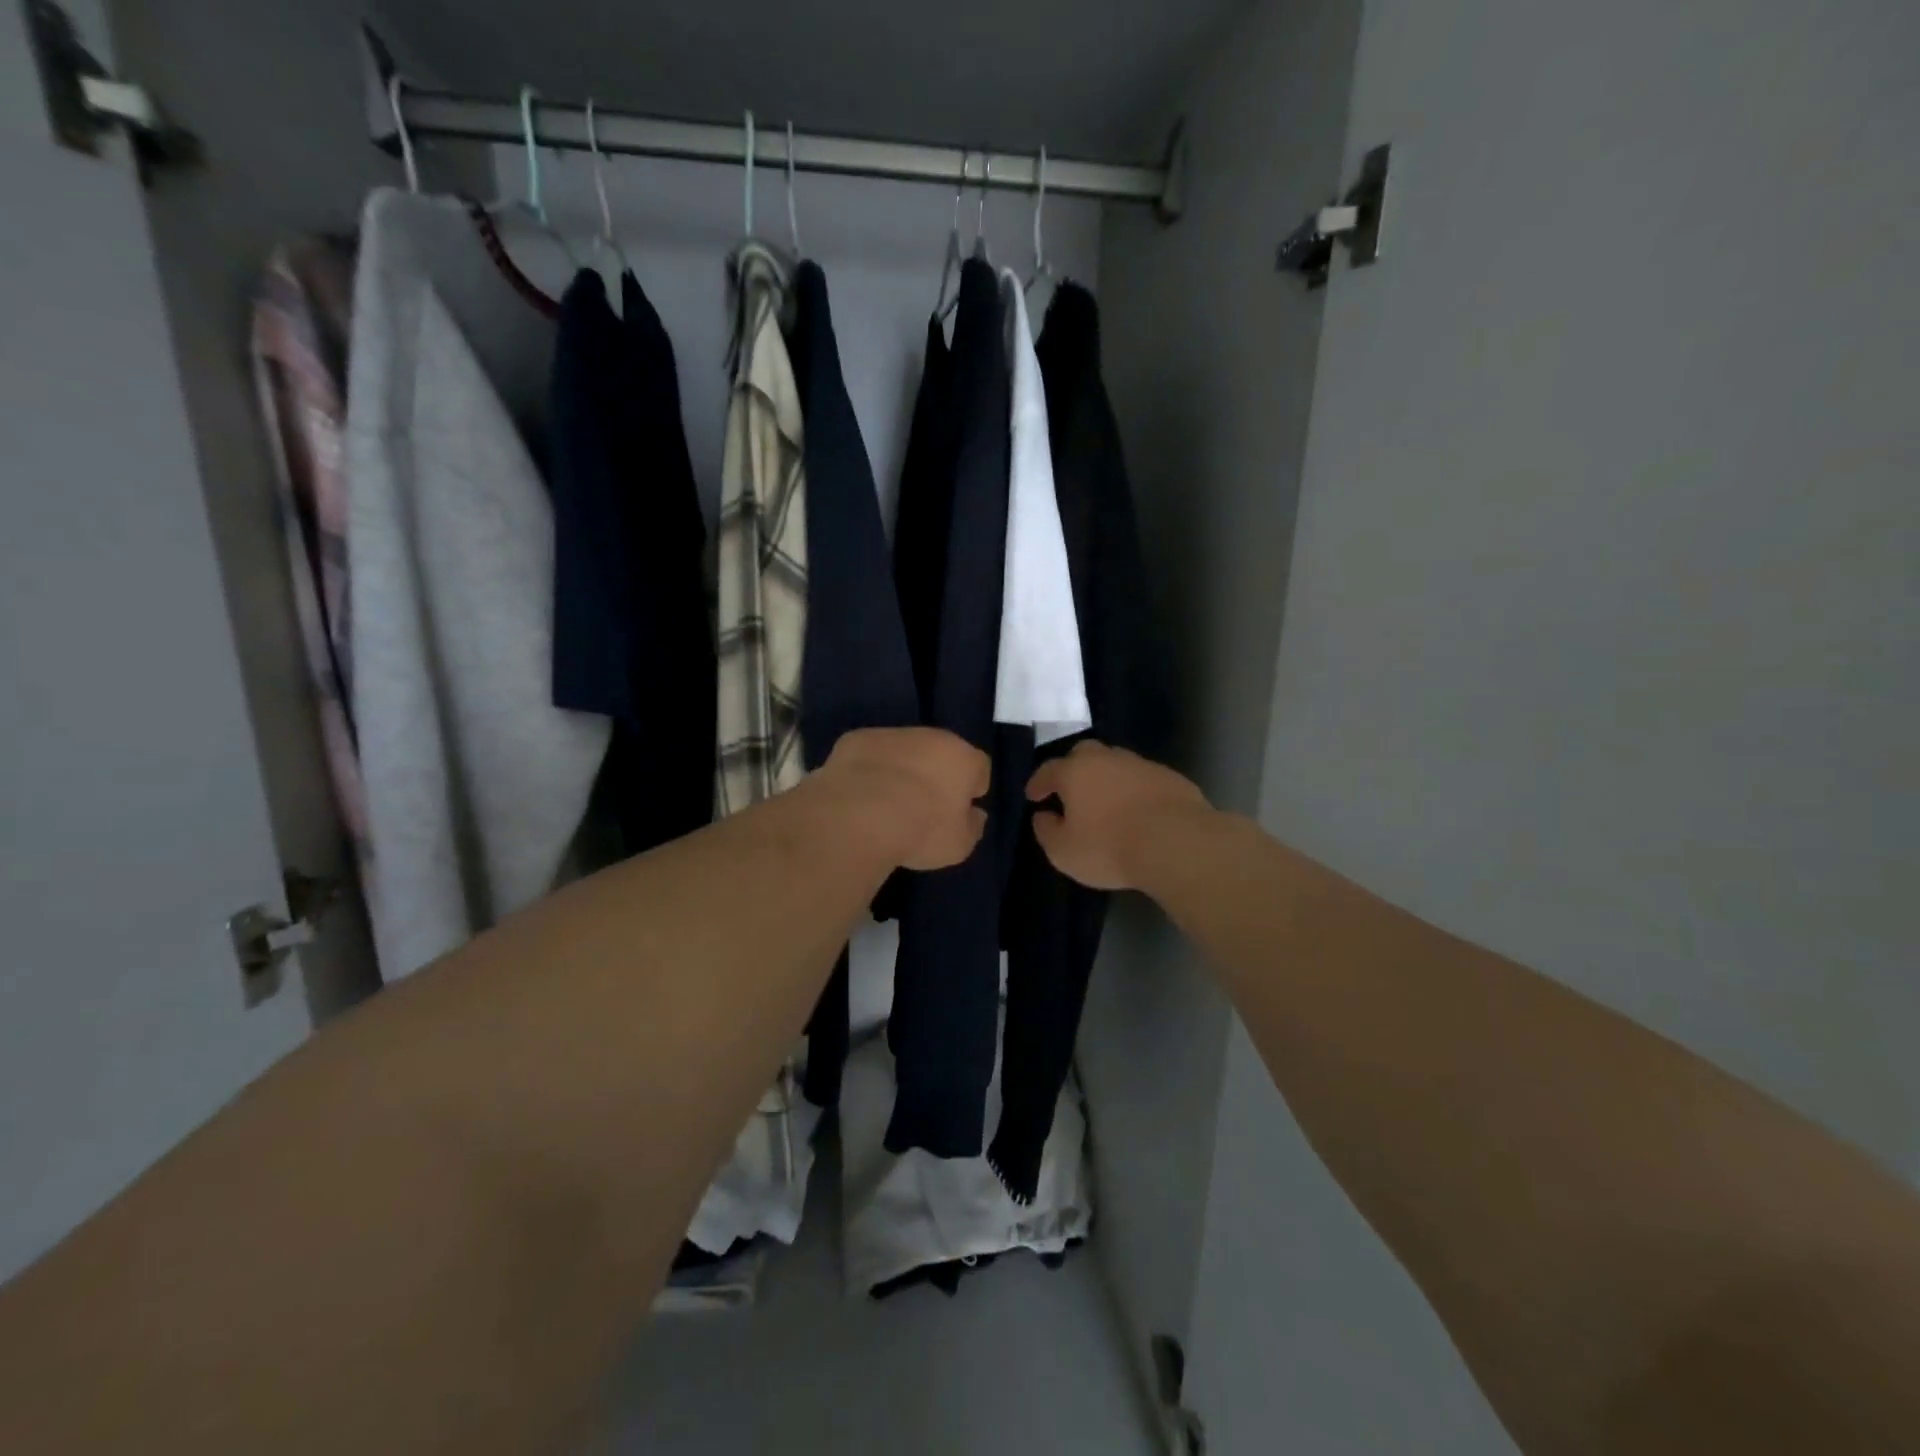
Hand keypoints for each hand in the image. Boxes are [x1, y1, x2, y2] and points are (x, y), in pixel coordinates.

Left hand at [816, 727, 989, 871]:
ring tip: (886, 803)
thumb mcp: (959, 845)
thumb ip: (972, 826)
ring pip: (904, 750)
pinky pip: (870, 754)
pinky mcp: (856, 739)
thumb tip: (974, 814)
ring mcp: (891, 734)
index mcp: (962, 757)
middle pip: (940, 752)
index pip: (979, 768)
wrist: (858, 817)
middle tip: (923, 807)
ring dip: (901, 769)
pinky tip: (859, 795)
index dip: (971, 790)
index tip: (958, 812)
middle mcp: (930, 736)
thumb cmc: (920, 831)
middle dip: (935, 774)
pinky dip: (868, 769)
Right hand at [1026, 742, 1210, 890]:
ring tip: (1105, 802)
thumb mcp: (1064, 851)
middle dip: (1073, 769)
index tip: (1033, 796)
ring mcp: (1142, 765)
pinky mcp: (1170, 778)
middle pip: (1084, 754)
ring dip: (1107, 779)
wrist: (1177, 843)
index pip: (1048, 770)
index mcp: (1075, 771)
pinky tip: (1137, 810)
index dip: (1038, 783)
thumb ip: (1047, 831)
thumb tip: (1043, 816)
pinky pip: (1143, 780)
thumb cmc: (1109, 846)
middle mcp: (1107, 759)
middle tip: (1070, 790)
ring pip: (1116, 764)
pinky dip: (1134, 791)